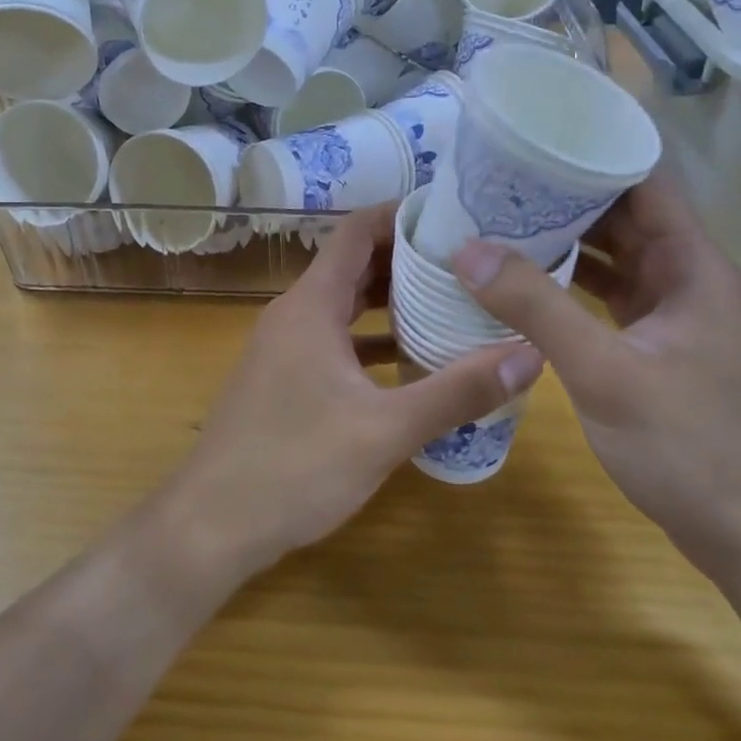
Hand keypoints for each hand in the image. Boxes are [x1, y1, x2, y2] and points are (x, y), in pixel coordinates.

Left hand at [172, 205, 542, 573]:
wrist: (210, 525)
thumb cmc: (295, 466)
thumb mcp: (385, 430)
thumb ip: (458, 391)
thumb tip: (530, 354)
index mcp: (312, 305)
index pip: (357, 231)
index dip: (401, 215)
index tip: (452, 215)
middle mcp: (294, 314)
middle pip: (354, 265)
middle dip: (407, 259)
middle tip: (467, 262)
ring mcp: (285, 347)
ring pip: (344, 305)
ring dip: (390, 301)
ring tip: (450, 303)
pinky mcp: (284, 378)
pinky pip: (334, 340)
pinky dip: (370, 339)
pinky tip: (409, 361)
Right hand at [450, 171, 740, 574]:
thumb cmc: (689, 446)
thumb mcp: (604, 371)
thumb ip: (535, 307)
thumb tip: (466, 249)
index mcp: (691, 264)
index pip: (643, 181)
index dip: (593, 153)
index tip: (532, 139)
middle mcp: (684, 276)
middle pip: (623, 213)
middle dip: (565, 194)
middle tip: (497, 178)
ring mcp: (670, 312)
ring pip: (613, 255)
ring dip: (564, 238)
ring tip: (500, 218)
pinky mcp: (654, 345)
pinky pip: (607, 294)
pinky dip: (569, 281)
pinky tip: (524, 280)